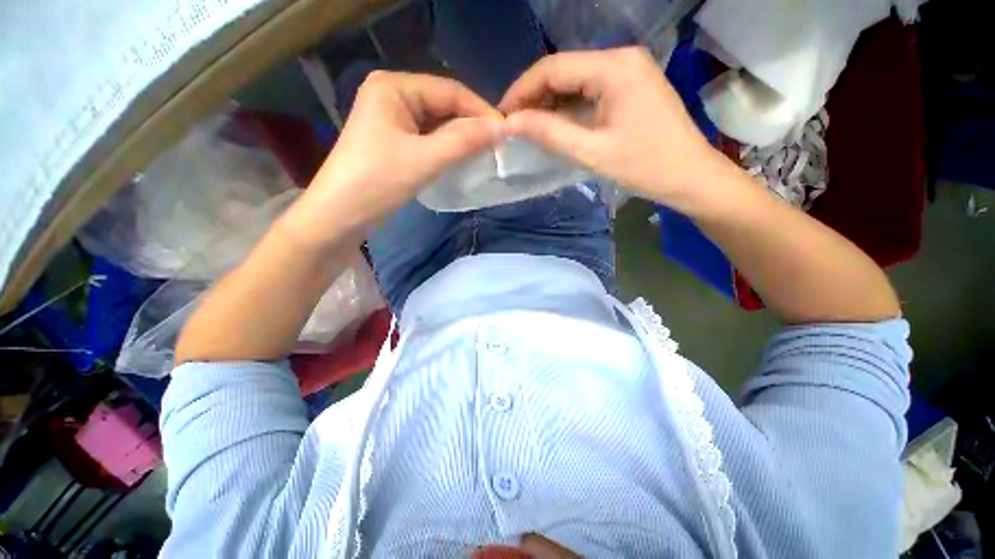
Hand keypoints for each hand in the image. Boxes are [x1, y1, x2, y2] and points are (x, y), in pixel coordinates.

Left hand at [285, 71, 503, 248]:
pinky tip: (461, 159)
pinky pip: (428, 138)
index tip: (506, 132)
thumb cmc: (377, 182)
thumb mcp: (424, 160)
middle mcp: (393, 95)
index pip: (449, 90)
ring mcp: (392, 119)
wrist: (339, 216)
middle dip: (470, 125)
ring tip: (485, 153)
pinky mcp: (394, 141)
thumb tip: (502, 128)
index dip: (480, 110)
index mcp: (394, 87)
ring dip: (460, 138)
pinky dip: (447, 148)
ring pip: (437, 123)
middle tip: (497, 146)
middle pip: (443, 105)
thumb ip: (464, 141)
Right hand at [500, 47, 731, 214]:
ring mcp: (629, 70)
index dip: (521, 90)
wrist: (690, 176)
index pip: (553, 68)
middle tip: (513, 125)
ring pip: (576, 80)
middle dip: (534, 97)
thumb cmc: (644, 166)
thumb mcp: (590, 151)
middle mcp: (621, 58)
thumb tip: (509, 123)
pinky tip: (555, 124)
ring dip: (550, 103)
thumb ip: (548, 132)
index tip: (501, 115)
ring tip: (528, 127)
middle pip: (564, 70)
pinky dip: (569, 107)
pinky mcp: (632, 86)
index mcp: (613, 67)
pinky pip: (590, 90)